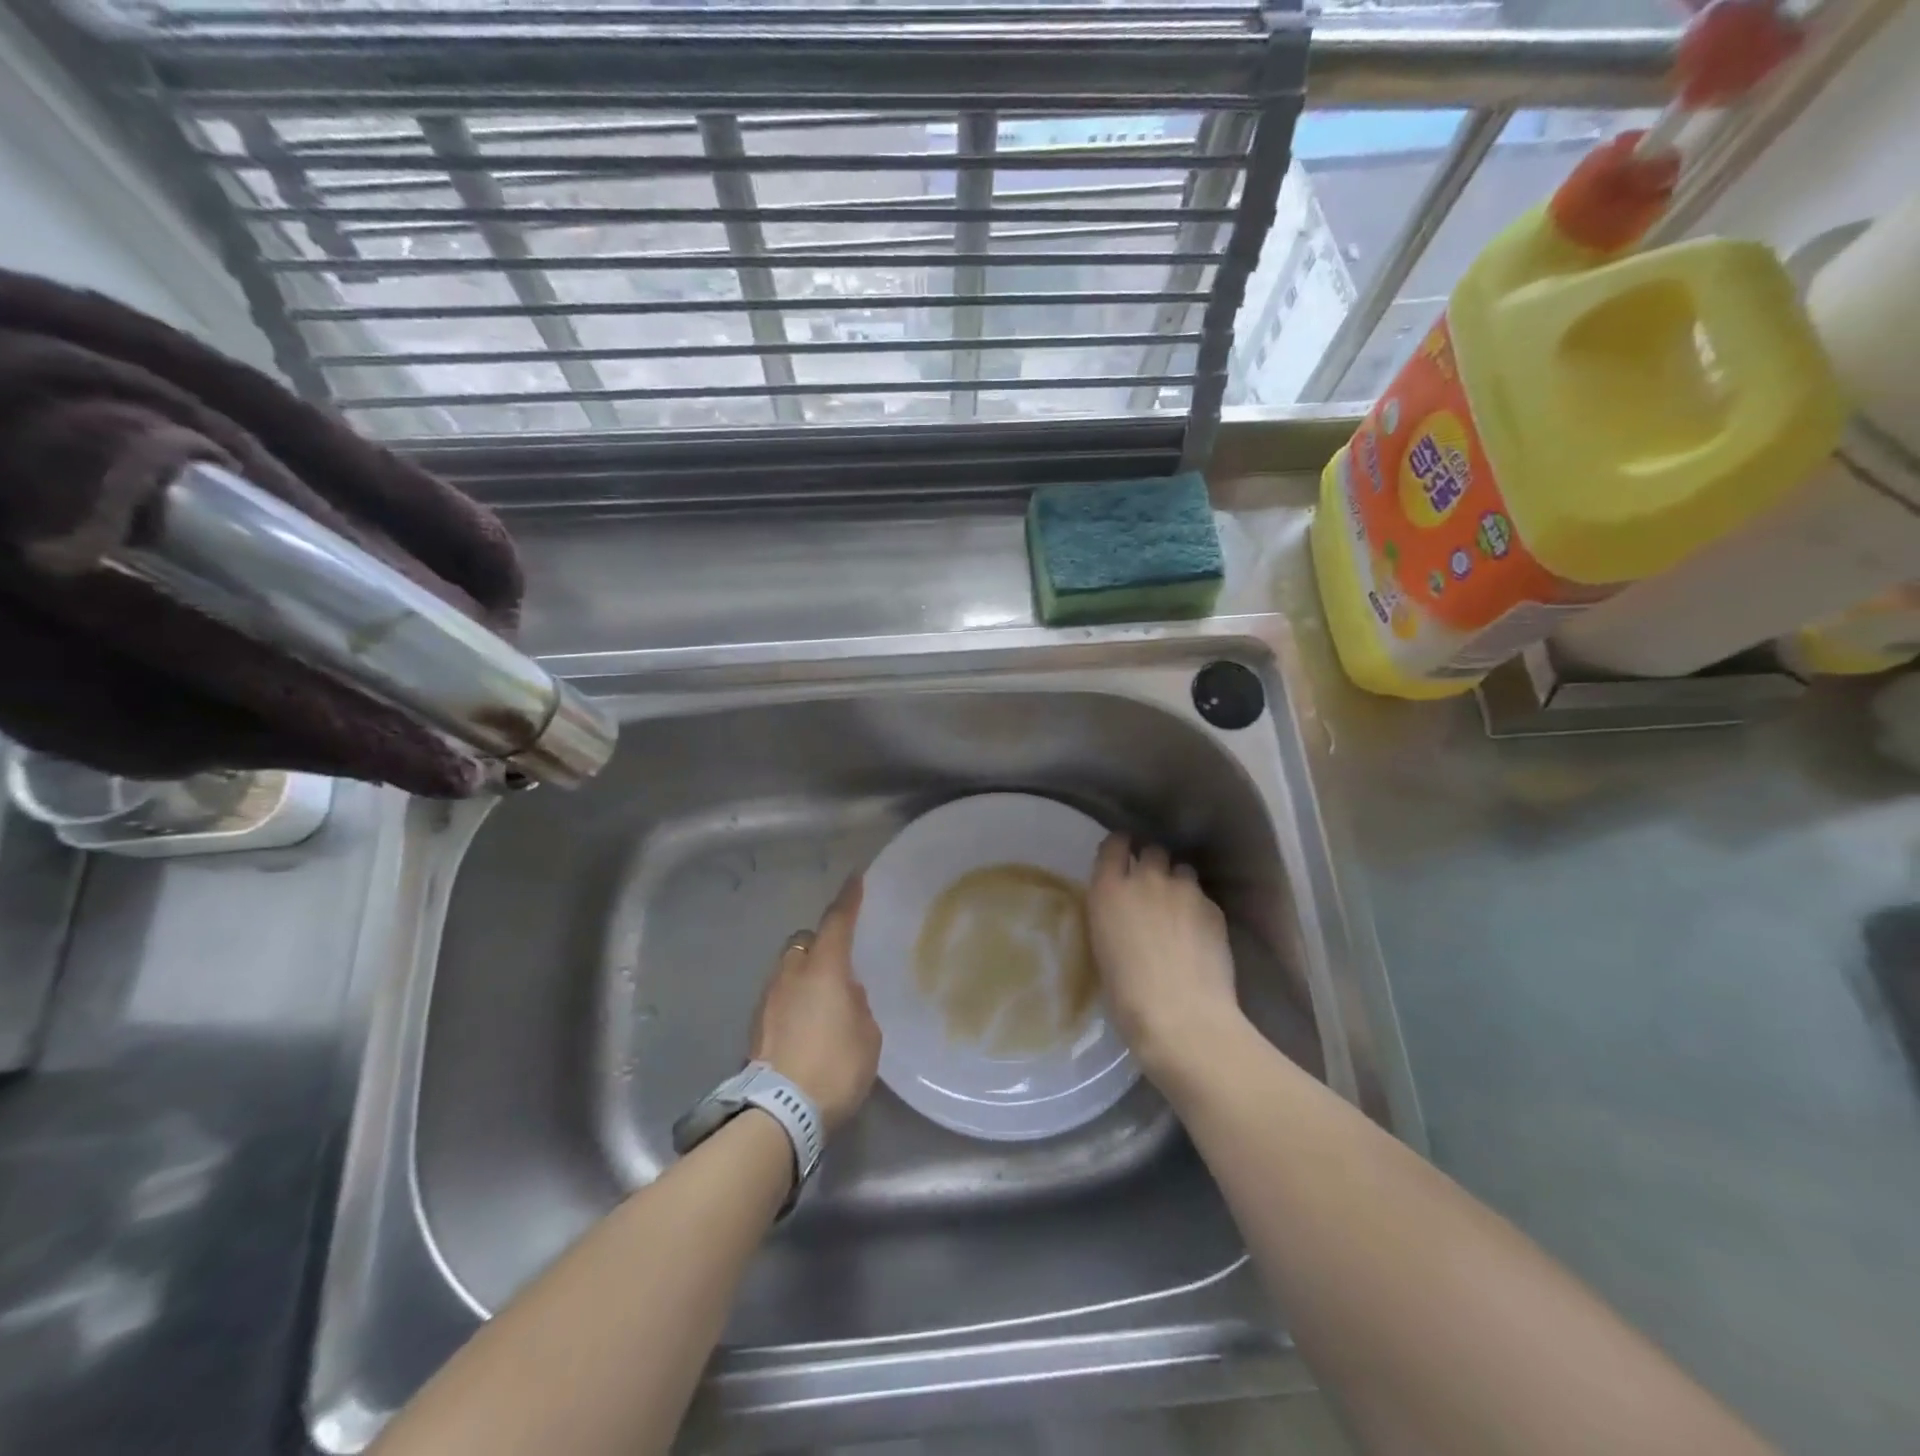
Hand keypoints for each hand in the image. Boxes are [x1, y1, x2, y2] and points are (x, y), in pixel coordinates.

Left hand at [750, 876, 880, 1135]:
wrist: (781, 1111)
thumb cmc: (835, 1067)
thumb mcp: (867, 1036)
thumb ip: (858, 1005)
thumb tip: (846, 994)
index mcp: (824, 969)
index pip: (837, 922)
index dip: (848, 899)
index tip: (854, 879)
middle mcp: (792, 974)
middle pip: (804, 942)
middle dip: (819, 943)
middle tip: (838, 960)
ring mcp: (769, 998)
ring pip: (788, 969)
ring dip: (804, 974)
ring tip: (823, 997)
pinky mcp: (756, 1025)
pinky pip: (779, 997)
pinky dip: (793, 1000)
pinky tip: (806, 1023)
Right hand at [1087, 833, 1244, 1081]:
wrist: (1182, 1018)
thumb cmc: (1126, 994)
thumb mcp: (1102, 947)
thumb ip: (1112, 915)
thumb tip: (1123, 910)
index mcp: (1109, 889)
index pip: (1114, 845)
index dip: (1120, 847)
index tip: (1122, 854)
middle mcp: (1147, 880)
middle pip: (1153, 851)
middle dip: (1152, 864)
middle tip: (1151, 888)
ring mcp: (1184, 891)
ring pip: (1183, 870)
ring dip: (1178, 883)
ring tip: (1179, 909)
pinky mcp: (1214, 908)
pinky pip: (1203, 897)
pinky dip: (1199, 908)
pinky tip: (1198, 934)